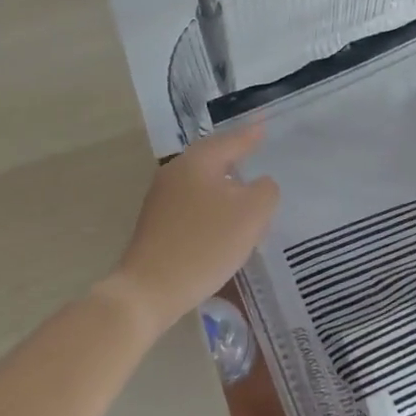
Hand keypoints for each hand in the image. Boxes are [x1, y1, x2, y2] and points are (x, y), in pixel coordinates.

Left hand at [100, 123, 279, 338]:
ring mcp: (162, 197)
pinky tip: (224, 223)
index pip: (231, 140)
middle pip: (213, 158)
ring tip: (246, 191)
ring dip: (225, 186)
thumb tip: (260, 184)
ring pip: (202, 182)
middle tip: (256, 152)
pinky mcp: (157, 222)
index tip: (263, 126)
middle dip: (236, 157)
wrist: (150, 289)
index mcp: (198, 161)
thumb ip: (265, 191)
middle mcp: (176, 171)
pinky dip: (212, 207)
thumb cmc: (205, 244)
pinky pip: (193, 204)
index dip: (251, 135)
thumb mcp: (251, 215)